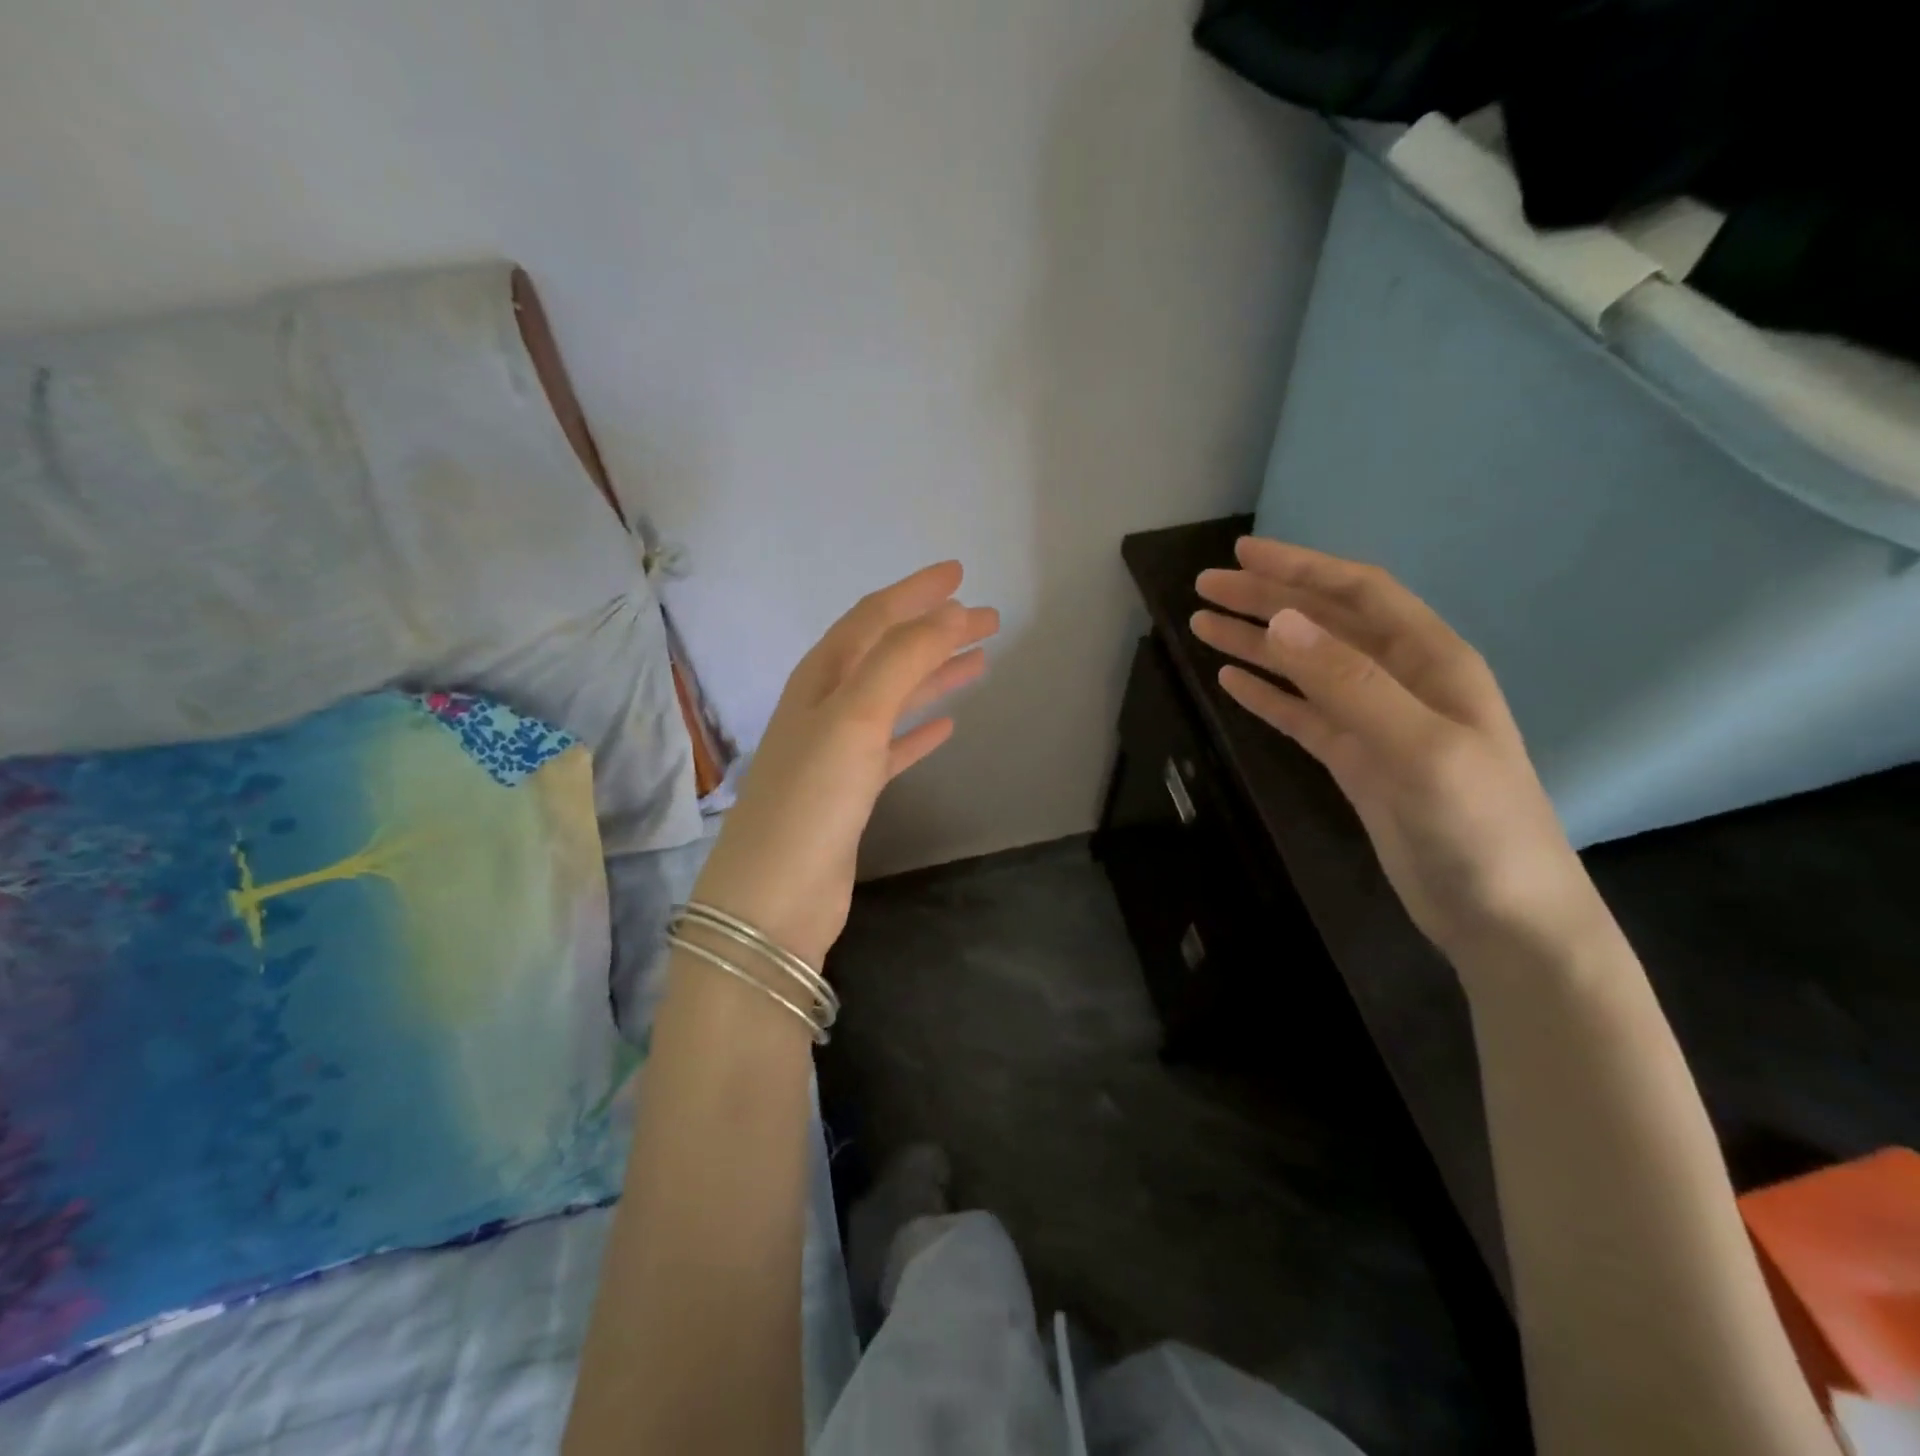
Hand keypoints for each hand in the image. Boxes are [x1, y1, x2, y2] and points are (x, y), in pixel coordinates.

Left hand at [690, 562, 998, 968]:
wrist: (776, 898)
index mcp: (819, 679)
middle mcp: (825, 707)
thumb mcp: (855, 716)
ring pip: (894, 698)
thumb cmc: (812, 798)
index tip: (959, 574)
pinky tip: (949, 725)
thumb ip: (901, 659)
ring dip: (934, 676)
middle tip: (987, 619)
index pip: (871, 619)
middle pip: (887, 654)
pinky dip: (920, 731)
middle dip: (934, 632)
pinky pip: (893, 748)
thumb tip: (948, 613)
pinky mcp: (851, 794)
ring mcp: (837, 752)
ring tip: (980, 660)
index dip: (915, 593)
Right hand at [1192, 537, 1598, 958]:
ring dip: (1256, 643)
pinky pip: (1302, 714)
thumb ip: (1350, 683)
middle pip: (1324, 624)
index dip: (1300, 568)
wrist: (1502, 915)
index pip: (1358, 594)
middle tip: (1204, 589)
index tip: (1242, 555)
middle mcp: (1402, 681)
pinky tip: (1232, 681)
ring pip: (1305, 667)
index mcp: (1431, 662)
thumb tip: (1282, 623)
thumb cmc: (1478, 826)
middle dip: (1265, 600)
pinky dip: (1267, 694)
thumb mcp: (1419, 748)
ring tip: (1202, 626)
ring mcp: (1376, 723)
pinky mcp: (1356, 761)